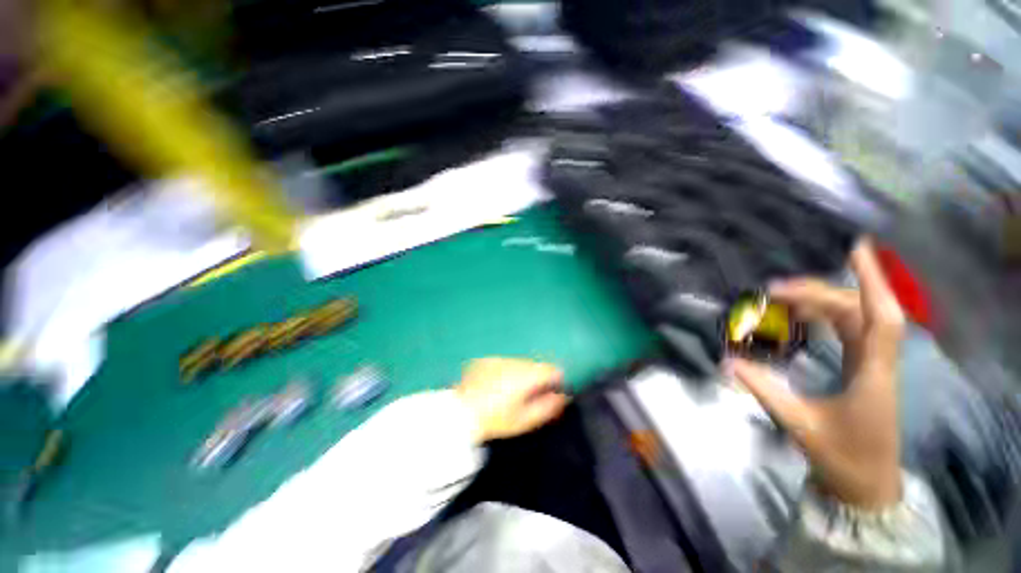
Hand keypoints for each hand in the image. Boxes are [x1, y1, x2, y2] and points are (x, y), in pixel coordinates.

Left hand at [456, 357, 568, 443]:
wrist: (461, 413)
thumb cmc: (496, 419)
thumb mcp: (524, 420)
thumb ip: (548, 407)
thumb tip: (563, 396)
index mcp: (527, 376)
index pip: (552, 369)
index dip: (555, 381)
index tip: (550, 394)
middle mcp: (515, 362)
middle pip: (536, 365)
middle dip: (537, 379)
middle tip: (527, 398)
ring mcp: (500, 358)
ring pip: (520, 364)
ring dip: (521, 375)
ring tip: (508, 393)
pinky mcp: (487, 360)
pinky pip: (504, 363)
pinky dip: (505, 372)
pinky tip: (495, 387)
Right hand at [726, 240, 905, 508]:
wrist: (867, 485)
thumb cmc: (842, 459)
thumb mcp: (799, 425)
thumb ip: (765, 390)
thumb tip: (727, 363)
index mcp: (872, 375)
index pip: (881, 318)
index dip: (873, 280)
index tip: (856, 248)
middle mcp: (879, 361)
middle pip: (858, 311)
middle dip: (819, 293)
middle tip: (775, 290)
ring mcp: (875, 364)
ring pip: (855, 318)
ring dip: (822, 303)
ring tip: (783, 299)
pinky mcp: (867, 368)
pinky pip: (850, 330)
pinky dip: (827, 316)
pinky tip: (805, 316)